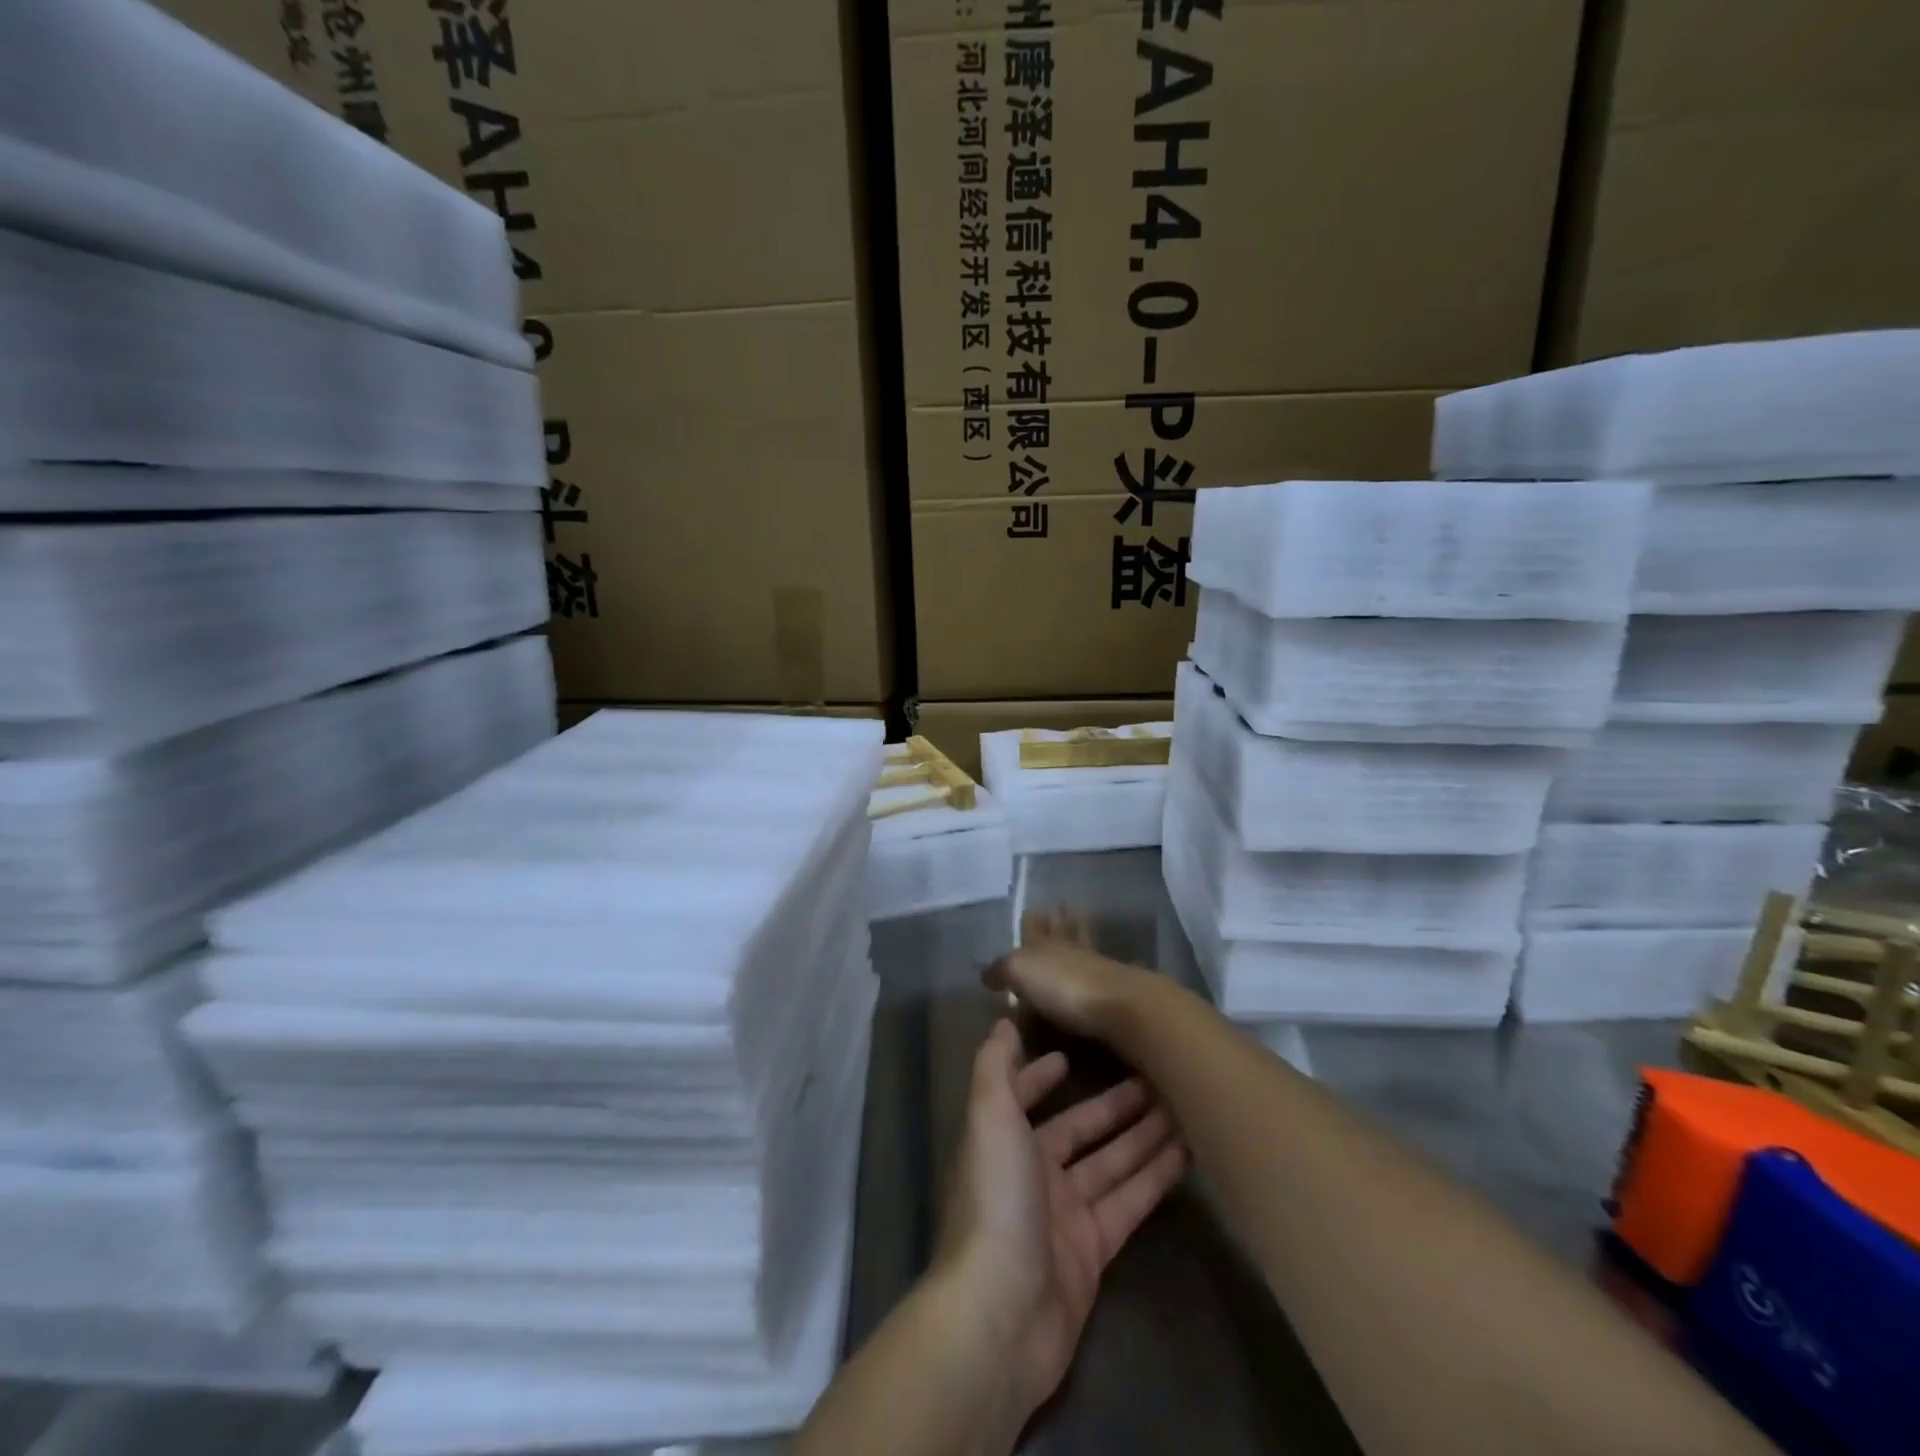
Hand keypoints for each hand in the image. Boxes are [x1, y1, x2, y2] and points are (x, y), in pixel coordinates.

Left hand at [933, 1019, 1187, 1425]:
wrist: (1001, 1313)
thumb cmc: (995, 1199)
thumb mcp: (988, 1116)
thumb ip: (994, 1065)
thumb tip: (1002, 1021)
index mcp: (1004, 1140)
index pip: (1025, 1097)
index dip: (1043, 1076)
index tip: (1071, 1053)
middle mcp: (1033, 1172)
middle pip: (1081, 1130)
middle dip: (1114, 1105)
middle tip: (1158, 1076)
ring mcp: (1065, 1214)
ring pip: (1112, 1164)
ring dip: (1144, 1136)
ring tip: (1184, 1106)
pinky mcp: (1094, 1252)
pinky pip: (1129, 1203)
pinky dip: (1154, 1178)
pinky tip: (1186, 1154)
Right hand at [985, 908, 1152, 1038]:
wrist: (1121, 1006)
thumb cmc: (1063, 985)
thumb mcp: (1020, 971)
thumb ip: (1002, 969)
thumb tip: (986, 974)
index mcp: (1046, 942)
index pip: (1036, 927)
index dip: (1033, 920)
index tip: (1033, 909)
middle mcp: (1071, 950)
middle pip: (1064, 931)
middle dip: (1059, 921)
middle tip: (1058, 909)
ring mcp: (1097, 969)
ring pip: (1083, 948)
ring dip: (1079, 938)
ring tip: (1075, 931)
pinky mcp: (1115, 993)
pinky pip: (1099, 973)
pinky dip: (1094, 969)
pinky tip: (1096, 970)